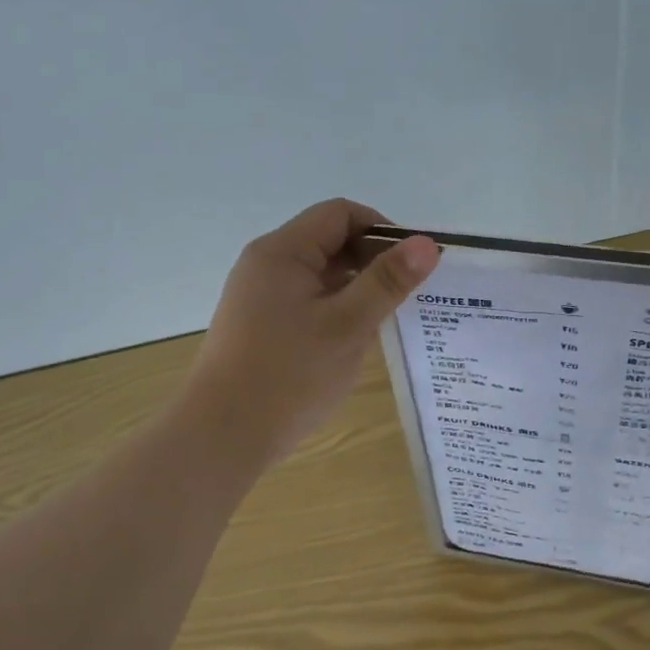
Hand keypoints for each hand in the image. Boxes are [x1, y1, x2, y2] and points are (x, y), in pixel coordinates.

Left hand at [185, 199, 437, 463]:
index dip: (382, 230)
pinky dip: (334, 310)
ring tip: (384, 322)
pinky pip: (305, 301)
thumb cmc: (289, 375)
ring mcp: (258, 295)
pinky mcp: (258, 324)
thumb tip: (427, 243)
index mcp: (283, 251)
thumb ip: (387, 281)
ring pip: (319, 275)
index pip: (341, 214)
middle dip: (371, 262)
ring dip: (355, 290)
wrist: (222, 435)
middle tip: (405, 296)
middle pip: (329, 242)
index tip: (412, 264)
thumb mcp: (348, 326)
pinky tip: (352, 342)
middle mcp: (266, 264)